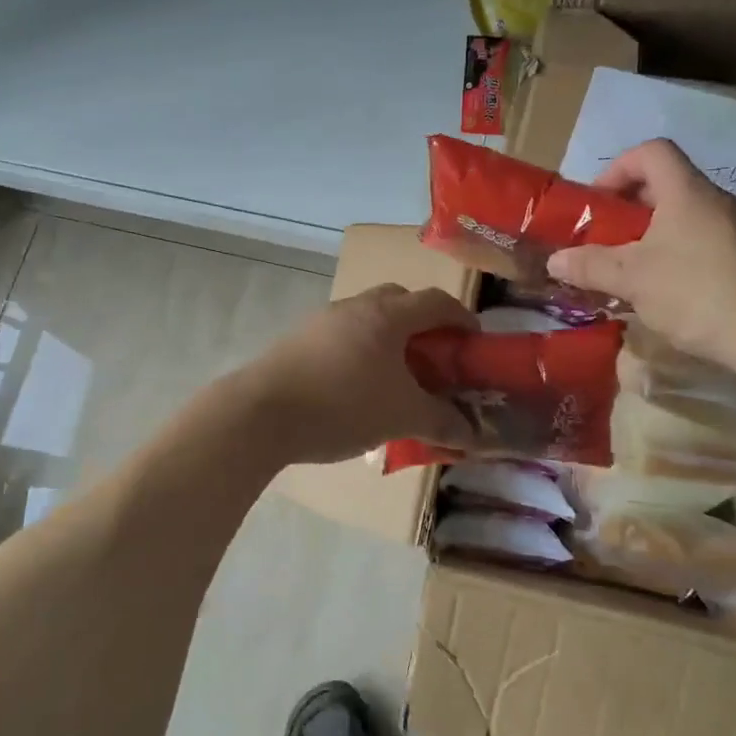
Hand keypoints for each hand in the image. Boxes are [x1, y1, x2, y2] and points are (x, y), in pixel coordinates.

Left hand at [244, 284, 478, 464]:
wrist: (262, 413)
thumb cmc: (343, 405)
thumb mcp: (402, 417)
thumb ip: (443, 422)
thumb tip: (474, 435)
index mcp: (387, 314)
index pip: (436, 301)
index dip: (461, 318)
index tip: (474, 342)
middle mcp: (356, 306)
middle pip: (400, 301)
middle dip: (423, 324)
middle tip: (435, 357)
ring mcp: (323, 320)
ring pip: (368, 318)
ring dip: (388, 338)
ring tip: (396, 377)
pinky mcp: (299, 339)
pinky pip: (343, 336)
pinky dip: (360, 352)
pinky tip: (357, 387)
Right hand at [548, 139, 735, 367]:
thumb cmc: (697, 293)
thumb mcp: (632, 279)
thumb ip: (589, 266)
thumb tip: (554, 261)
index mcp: (687, 192)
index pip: (652, 152)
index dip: (619, 168)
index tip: (599, 202)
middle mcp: (718, 201)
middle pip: (667, 185)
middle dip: (630, 209)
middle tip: (607, 239)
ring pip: (686, 217)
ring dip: (653, 235)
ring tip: (633, 270)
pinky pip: (706, 242)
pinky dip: (680, 254)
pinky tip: (670, 292)